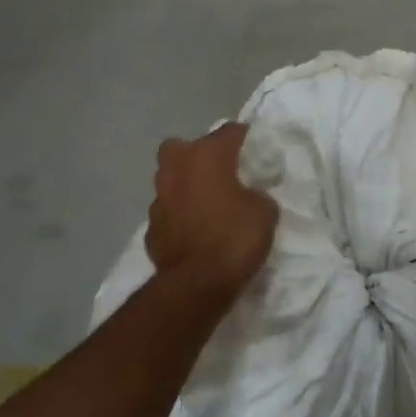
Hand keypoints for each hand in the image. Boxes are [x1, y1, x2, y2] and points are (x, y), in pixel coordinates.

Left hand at [145, 124, 278, 301]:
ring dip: (187, 186)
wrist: (196, 284)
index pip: (230, 131)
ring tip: (208, 204)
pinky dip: (179, 216)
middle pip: (185, 147)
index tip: (258, 153)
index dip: (246, 140)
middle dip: (200, 155)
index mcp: (206, 155)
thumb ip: (258, 194)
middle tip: (221, 174)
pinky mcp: (150, 227)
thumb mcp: (265, 212)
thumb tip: (249, 196)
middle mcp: (176, 168)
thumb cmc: (234, 238)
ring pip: (171, 179)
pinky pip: (168, 211)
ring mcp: (158, 198)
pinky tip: (195, 231)